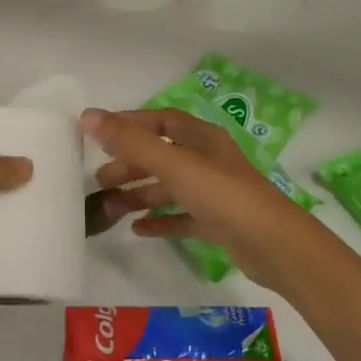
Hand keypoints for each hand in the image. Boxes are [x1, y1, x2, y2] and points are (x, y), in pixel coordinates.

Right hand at [83, 107, 327, 293]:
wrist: (273, 244)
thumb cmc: (222, 194)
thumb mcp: (173, 164)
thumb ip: (130, 142)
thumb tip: (88, 116)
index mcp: (201, 138)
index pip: (161, 120)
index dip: (130, 124)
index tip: (99, 136)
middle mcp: (207, 160)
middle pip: (161, 155)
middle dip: (130, 165)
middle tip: (100, 180)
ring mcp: (213, 192)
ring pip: (169, 187)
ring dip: (139, 195)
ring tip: (110, 209)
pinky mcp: (217, 222)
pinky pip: (181, 216)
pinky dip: (160, 219)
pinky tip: (138, 229)